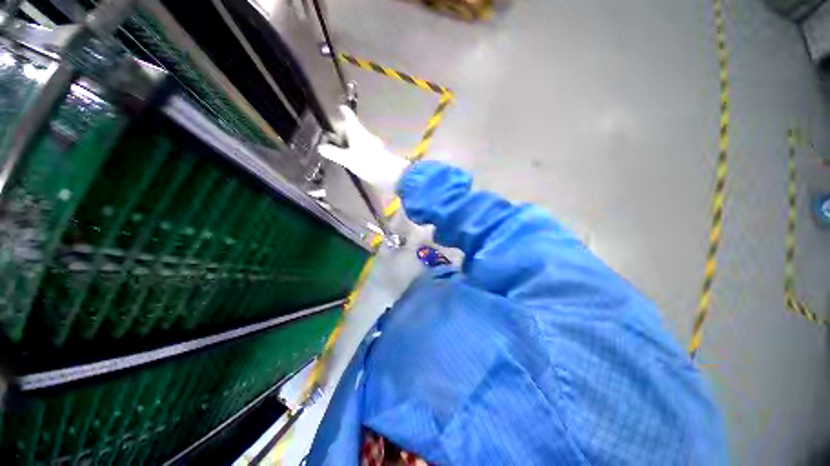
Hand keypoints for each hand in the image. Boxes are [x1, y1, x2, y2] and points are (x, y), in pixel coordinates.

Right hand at [318, 106, 409, 190]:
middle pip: (353, 128)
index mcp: (357, 132)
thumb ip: (334, 153)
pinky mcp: (378, 155)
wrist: (393, 175)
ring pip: (359, 139)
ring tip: (340, 149)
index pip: (349, 117)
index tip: (338, 107)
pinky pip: (364, 148)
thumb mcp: (348, 160)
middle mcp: (366, 136)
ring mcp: (374, 145)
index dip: (343, 111)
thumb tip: (320, 147)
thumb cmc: (369, 164)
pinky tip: (353, 158)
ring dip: (349, 141)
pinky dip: (356, 149)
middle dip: (342, 130)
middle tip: (331, 137)